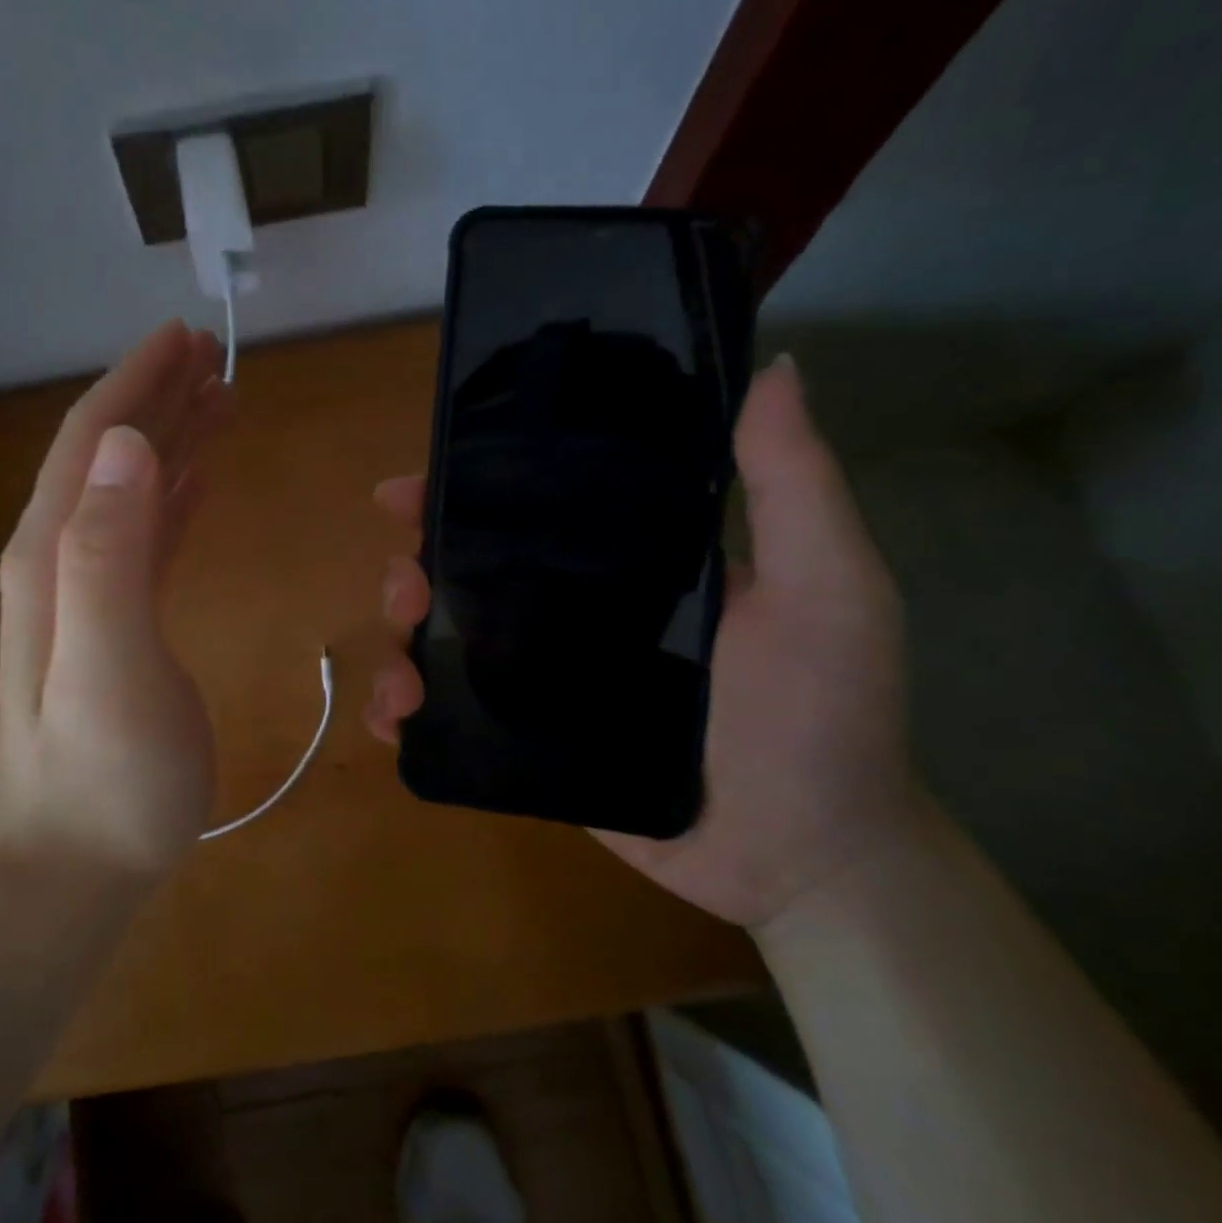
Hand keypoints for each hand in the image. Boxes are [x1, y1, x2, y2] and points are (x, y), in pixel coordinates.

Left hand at [0, 321, 233, 882]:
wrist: (74, 861)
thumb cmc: (104, 773)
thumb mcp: (108, 662)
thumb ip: (109, 551)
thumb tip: (127, 443)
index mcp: (59, 553)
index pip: (94, 440)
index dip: (136, 381)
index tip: (186, 335)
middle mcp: (67, 558)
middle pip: (112, 453)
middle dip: (159, 395)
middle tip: (214, 355)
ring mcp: (92, 592)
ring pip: (134, 487)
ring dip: (172, 437)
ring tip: (221, 399)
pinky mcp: (122, 622)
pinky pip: (150, 535)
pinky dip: (176, 494)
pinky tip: (200, 479)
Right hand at [368, 356, 920, 930]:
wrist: (804, 855)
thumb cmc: (822, 716)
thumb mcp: (826, 587)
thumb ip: (793, 486)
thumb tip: (772, 367)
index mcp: (621, 562)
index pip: (526, 510)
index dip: (461, 491)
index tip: (407, 490)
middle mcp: (569, 611)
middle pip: (464, 574)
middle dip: (413, 572)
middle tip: (406, 589)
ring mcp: (540, 679)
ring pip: (443, 643)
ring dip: (398, 645)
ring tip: (401, 672)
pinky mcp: (526, 741)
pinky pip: (450, 717)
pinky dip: (405, 712)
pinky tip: (395, 719)